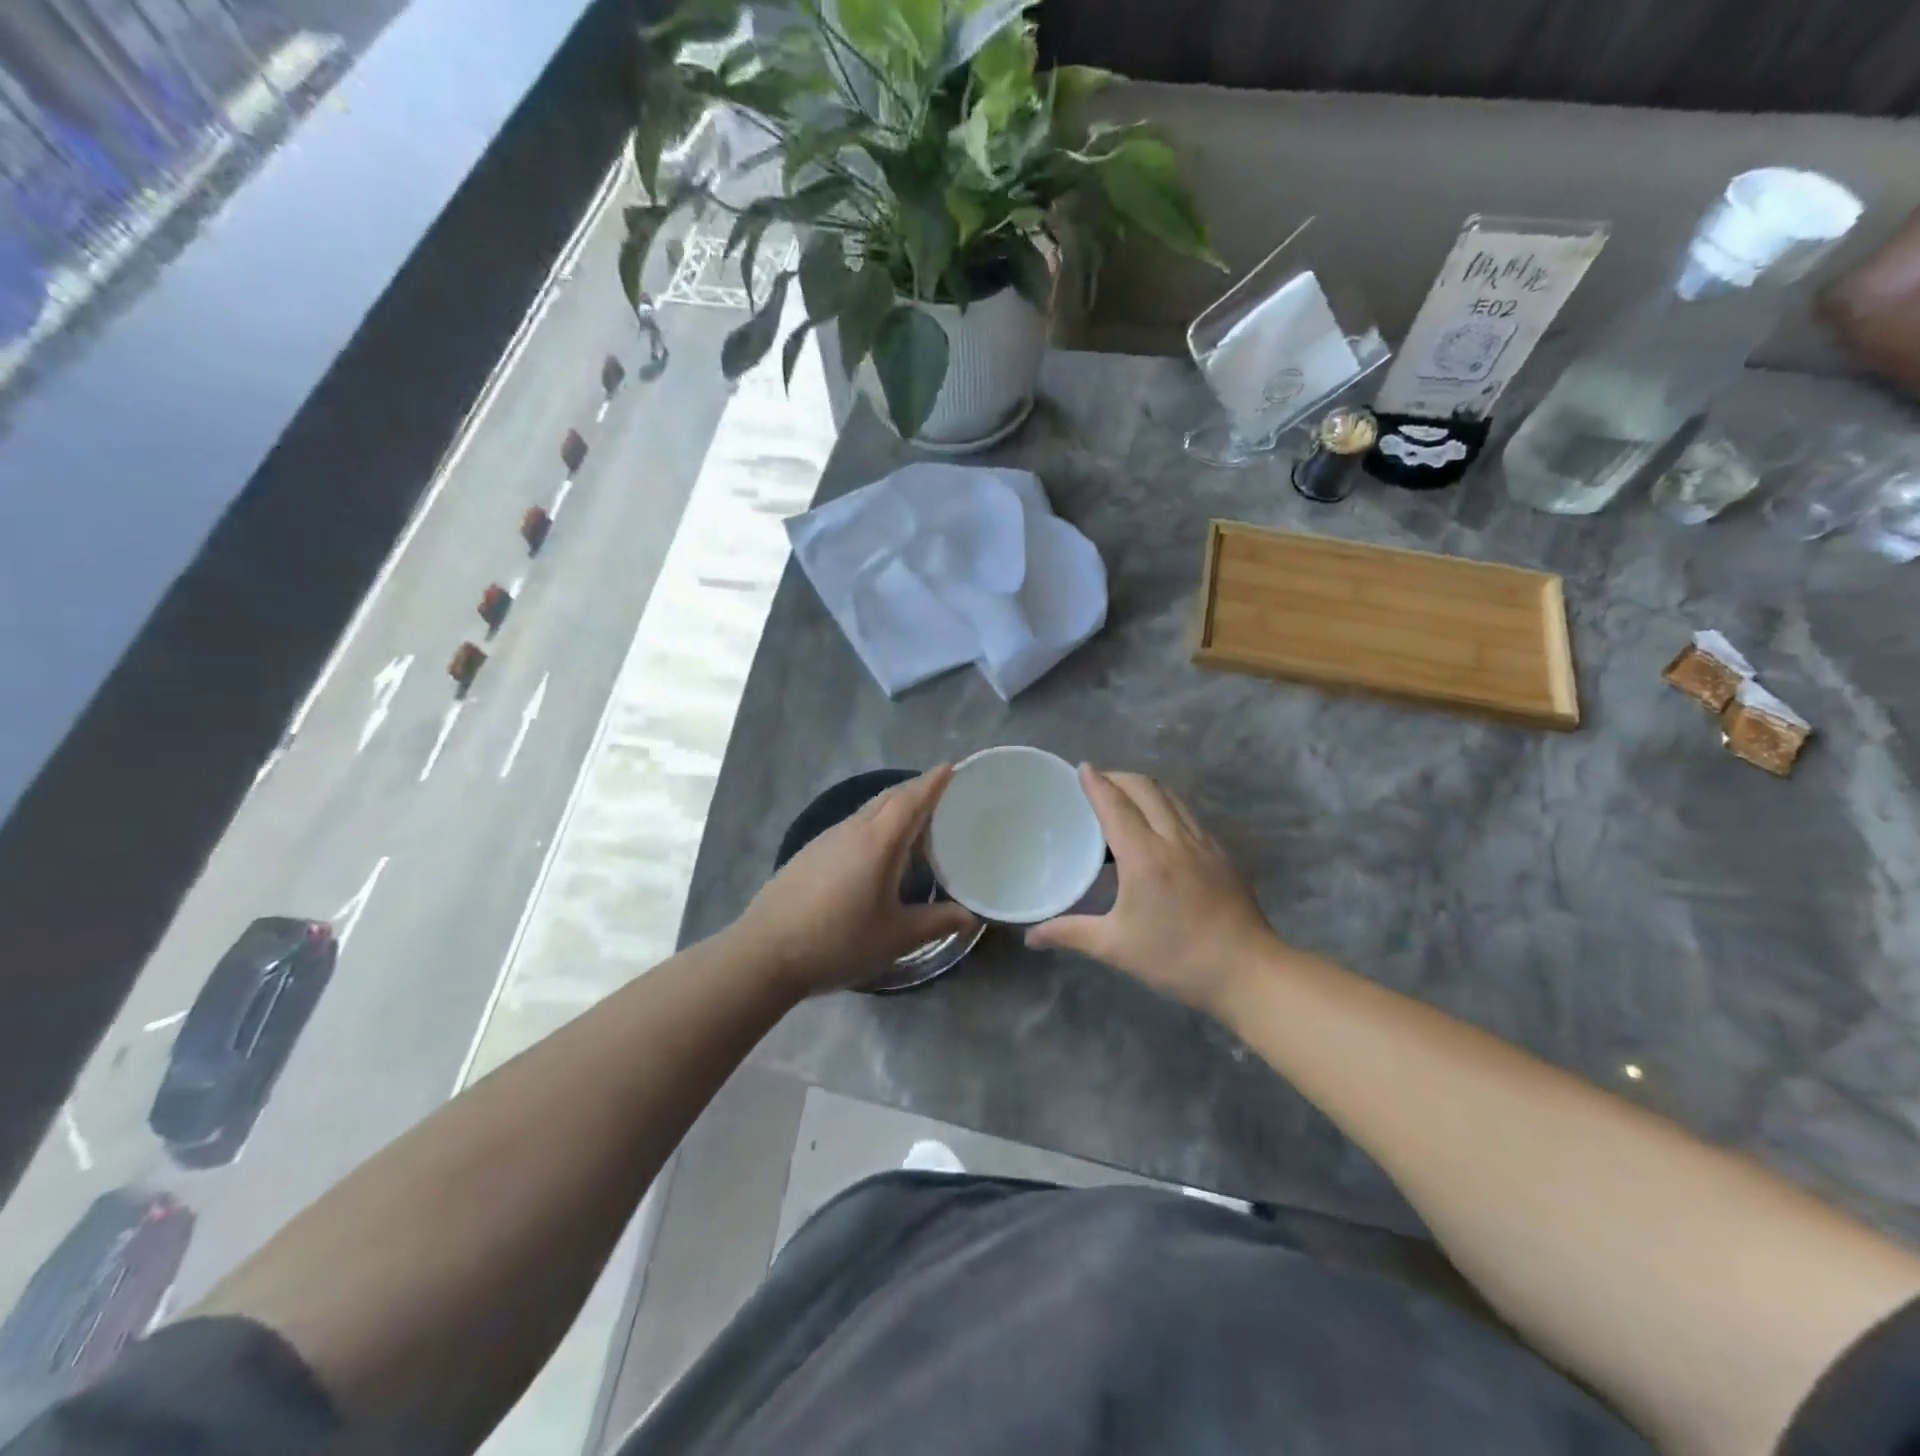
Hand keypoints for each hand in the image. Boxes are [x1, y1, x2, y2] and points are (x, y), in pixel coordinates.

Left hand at [735, 766, 976, 996]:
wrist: (764, 954)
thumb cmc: (837, 942)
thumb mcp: (895, 937)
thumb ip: (936, 922)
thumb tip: (972, 916)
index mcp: (877, 843)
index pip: (910, 800)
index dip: (932, 783)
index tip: (951, 767)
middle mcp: (851, 831)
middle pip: (888, 798)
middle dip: (915, 789)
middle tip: (941, 793)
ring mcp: (825, 840)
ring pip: (866, 811)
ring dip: (892, 806)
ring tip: (914, 820)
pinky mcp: (808, 854)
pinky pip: (850, 826)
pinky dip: (872, 824)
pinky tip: (874, 850)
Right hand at [1026, 767, 1283, 1014]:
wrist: (1248, 971)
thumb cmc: (1177, 958)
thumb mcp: (1116, 947)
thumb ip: (1070, 934)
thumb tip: (1031, 937)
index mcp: (1145, 856)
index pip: (1115, 804)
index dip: (1097, 782)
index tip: (1081, 767)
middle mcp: (1174, 838)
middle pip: (1145, 788)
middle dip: (1118, 777)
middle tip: (1096, 784)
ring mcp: (1203, 843)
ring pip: (1170, 797)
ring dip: (1143, 788)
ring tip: (1123, 798)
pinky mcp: (1221, 853)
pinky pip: (1187, 814)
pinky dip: (1165, 806)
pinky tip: (1157, 827)